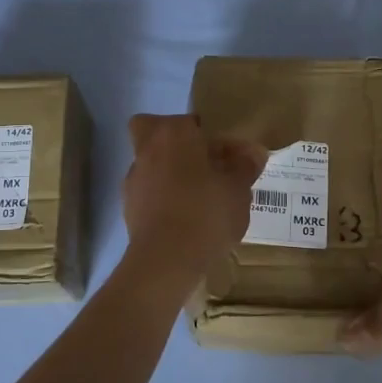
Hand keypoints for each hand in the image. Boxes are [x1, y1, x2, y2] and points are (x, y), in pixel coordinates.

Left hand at [122, 114, 267, 282]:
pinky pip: (150, 192)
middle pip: (155, 132)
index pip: (192, 121)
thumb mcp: (238, 189)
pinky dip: (164, 198)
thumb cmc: (206, 213)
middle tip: (203, 164)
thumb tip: (253, 152)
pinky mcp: (128, 207)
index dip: (212, 137)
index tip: (230, 157)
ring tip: (202, 198)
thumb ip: (245, 166)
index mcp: (174, 134)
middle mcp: (147, 149)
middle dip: (176, 143)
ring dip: (171, 173)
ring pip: (151, 162)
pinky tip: (186, 218)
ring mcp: (134, 178)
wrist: (166, 260)